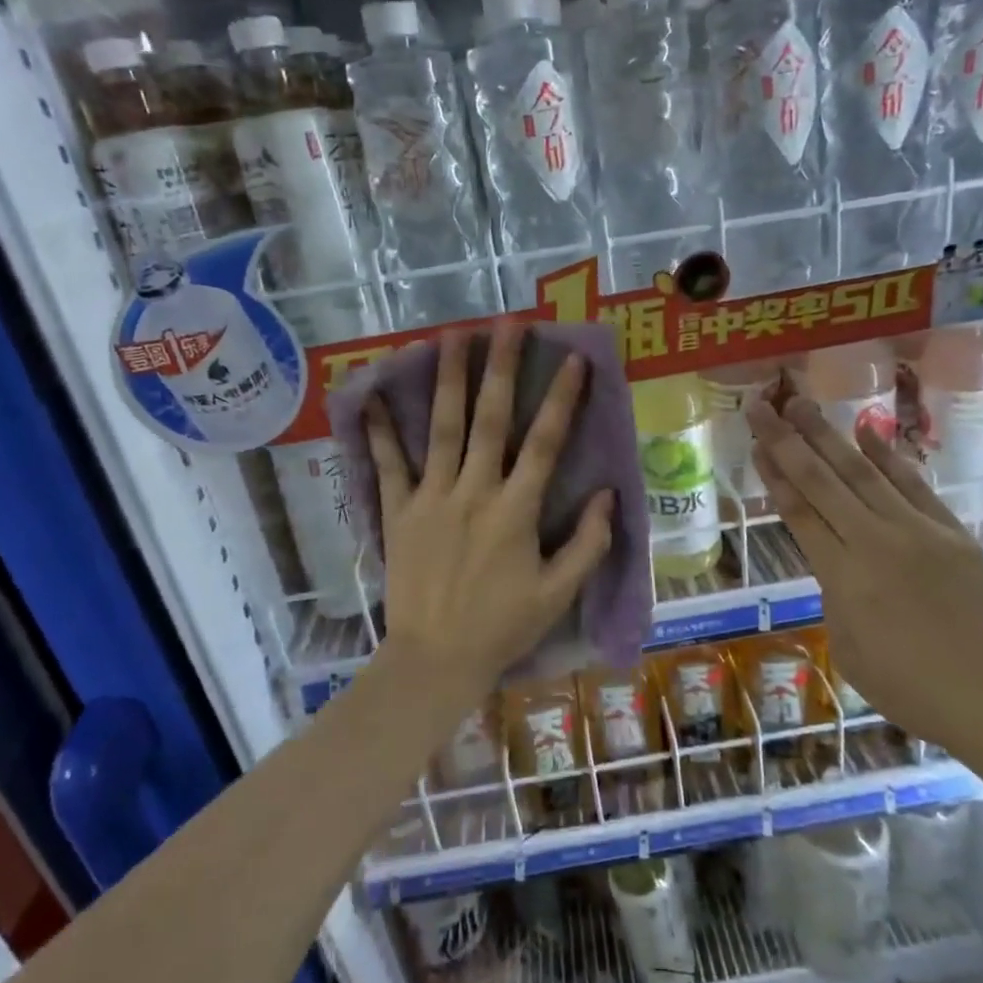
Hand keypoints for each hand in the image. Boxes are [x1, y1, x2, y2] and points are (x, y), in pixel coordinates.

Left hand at [363, 321, 615, 703]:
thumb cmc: (503, 627)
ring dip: (448, 380)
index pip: (544, 442)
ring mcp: (431, 498)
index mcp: (516, 510)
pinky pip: (388, 465)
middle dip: (500, 368)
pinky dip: (381, 432)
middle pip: (489, 419)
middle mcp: (474, 492)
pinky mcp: (398, 512)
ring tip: (451, 336)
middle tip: (506, 324)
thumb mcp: (559, 593)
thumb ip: (588, 543)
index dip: (561, 398)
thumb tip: (608, 494)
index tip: (572, 358)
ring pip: (441, 428)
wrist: (435, 658)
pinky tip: (375, 397)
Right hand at [746, 388, 982, 753]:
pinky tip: (866, 431)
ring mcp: (919, 531)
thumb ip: (835, 597)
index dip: (773, 475)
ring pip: (863, 472)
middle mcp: (876, 542)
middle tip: (762, 405)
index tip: (754, 443)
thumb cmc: (913, 690)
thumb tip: (835, 561)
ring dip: (829, 435)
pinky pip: (913, 484)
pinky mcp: (953, 531)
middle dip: (787, 440)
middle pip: (822, 481)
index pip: (799, 512)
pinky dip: (887, 455)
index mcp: (844, 578)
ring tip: (802, 404)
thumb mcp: (850, 650)